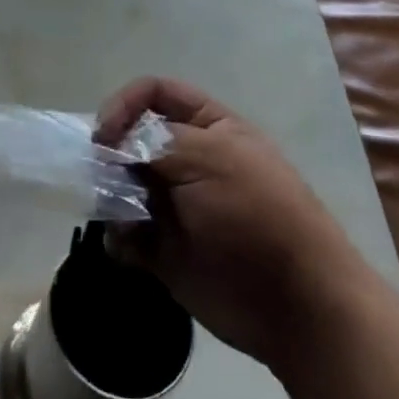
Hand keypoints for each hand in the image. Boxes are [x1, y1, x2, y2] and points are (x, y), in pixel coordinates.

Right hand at [95, 78, 359, 375]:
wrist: (295, 305)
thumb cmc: (256, 215)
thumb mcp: (207, 158)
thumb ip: (151, 143)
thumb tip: (110, 146)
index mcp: (208, 127)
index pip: (155, 94)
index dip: (125, 104)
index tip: (104, 134)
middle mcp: (189, 160)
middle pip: (131, 140)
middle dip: (110, 155)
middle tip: (103, 177)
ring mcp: (175, 206)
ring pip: (122, 186)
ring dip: (110, 197)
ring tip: (120, 217)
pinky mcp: (165, 250)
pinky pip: (125, 233)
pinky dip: (119, 238)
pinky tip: (128, 249)